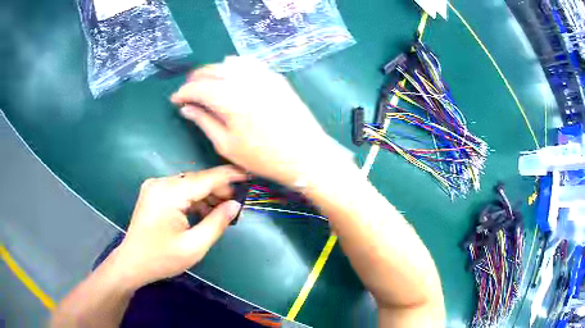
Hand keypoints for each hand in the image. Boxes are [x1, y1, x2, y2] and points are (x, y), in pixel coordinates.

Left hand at [111, 165, 246, 289]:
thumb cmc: (162, 259)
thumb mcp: (194, 246)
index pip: (204, 179)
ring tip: (224, 208)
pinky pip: (180, 190)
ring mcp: (155, 186)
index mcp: (168, 194)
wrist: (132, 263)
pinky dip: (194, 199)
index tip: (248, 173)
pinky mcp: (154, 193)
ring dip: (207, 195)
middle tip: (237, 202)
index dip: (228, 176)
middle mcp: (160, 183)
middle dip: (218, 189)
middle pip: (196, 180)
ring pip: (189, 185)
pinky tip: (205, 211)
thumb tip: (235, 204)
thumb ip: (217, 223)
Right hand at [171, 57, 348, 186]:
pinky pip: (249, 64)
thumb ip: (204, 122)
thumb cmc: (264, 157)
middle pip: (212, 70)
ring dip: (213, 71)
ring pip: (229, 63)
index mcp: (229, 98)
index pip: (197, 87)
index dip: (182, 92)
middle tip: (188, 92)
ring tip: (206, 85)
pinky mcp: (275, 76)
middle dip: (195, 79)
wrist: (306, 154)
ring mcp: (263, 75)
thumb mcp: (227, 145)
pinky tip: (231, 77)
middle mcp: (245, 79)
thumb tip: (186, 108)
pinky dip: (234, 67)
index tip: (175, 100)